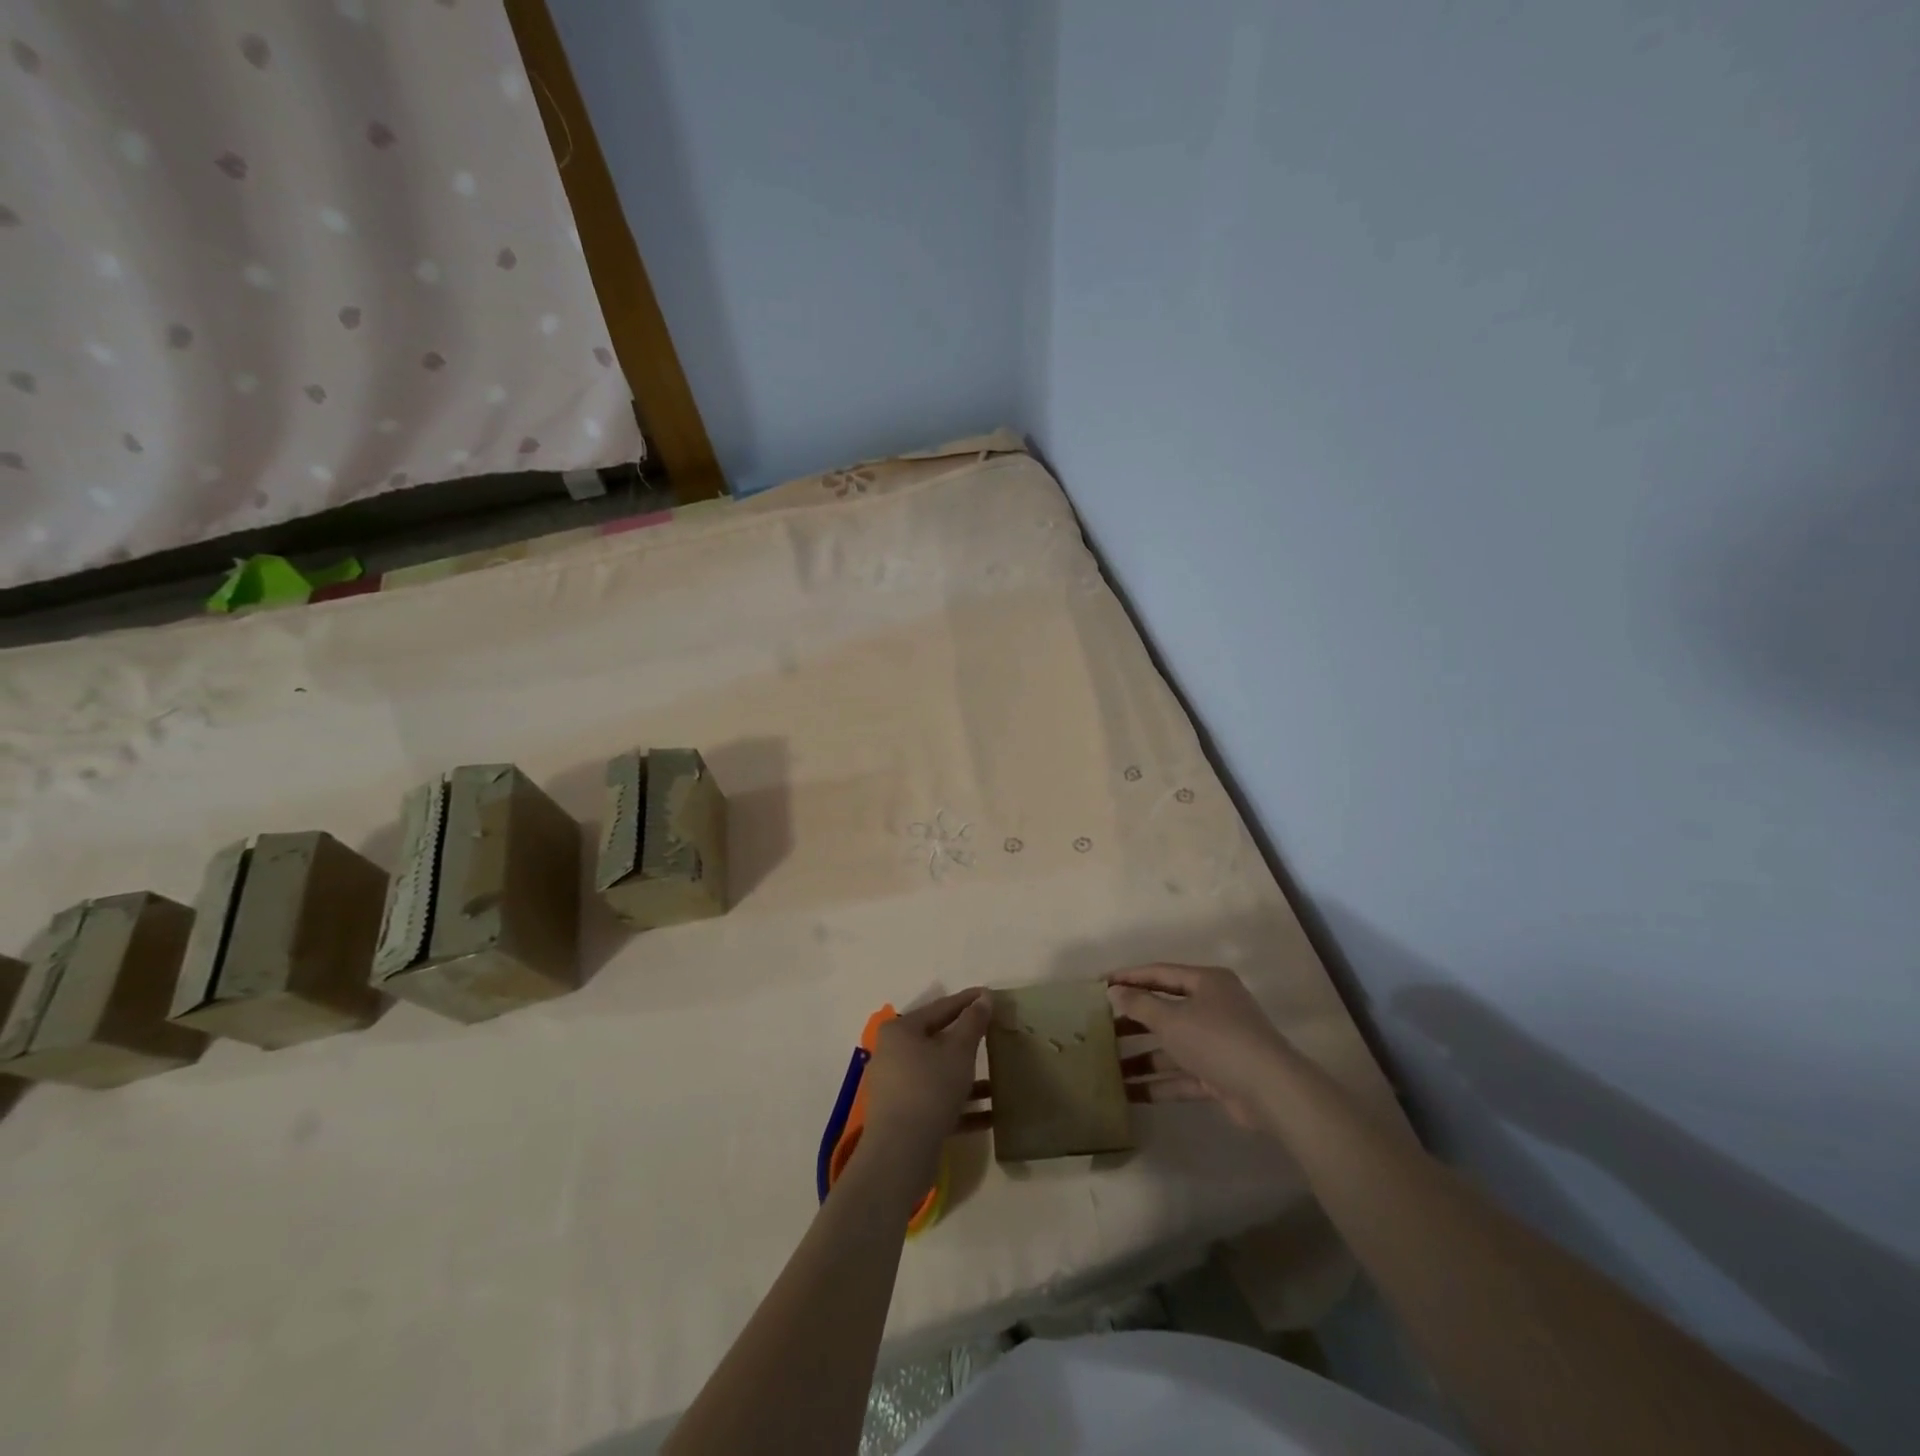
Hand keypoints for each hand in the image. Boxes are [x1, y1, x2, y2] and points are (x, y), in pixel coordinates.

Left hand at [857, 988, 992, 1185]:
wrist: (900, 1153)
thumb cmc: (930, 1088)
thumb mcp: (958, 1051)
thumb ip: (973, 1022)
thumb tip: (983, 998)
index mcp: (901, 1031)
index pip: (940, 1008)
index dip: (967, 1001)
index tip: (989, 995)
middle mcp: (893, 1054)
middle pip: (937, 1041)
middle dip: (968, 1042)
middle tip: (994, 1033)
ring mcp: (896, 1088)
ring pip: (938, 1074)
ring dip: (968, 1078)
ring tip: (998, 1079)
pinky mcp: (903, 1117)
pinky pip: (937, 1102)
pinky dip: (962, 1105)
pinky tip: (991, 1114)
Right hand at [1108, 963, 1296, 1129]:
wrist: (1271, 1091)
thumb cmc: (1217, 1040)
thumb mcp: (1172, 1019)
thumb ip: (1140, 1005)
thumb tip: (1115, 991)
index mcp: (1206, 982)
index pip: (1159, 973)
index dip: (1128, 977)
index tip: (1099, 984)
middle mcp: (1213, 1008)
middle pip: (1165, 1009)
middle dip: (1132, 1020)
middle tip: (1099, 1025)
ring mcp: (1217, 1043)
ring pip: (1172, 1045)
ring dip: (1142, 1056)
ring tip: (1107, 1064)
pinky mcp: (1219, 1075)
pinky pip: (1182, 1075)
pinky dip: (1159, 1082)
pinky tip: (1129, 1092)